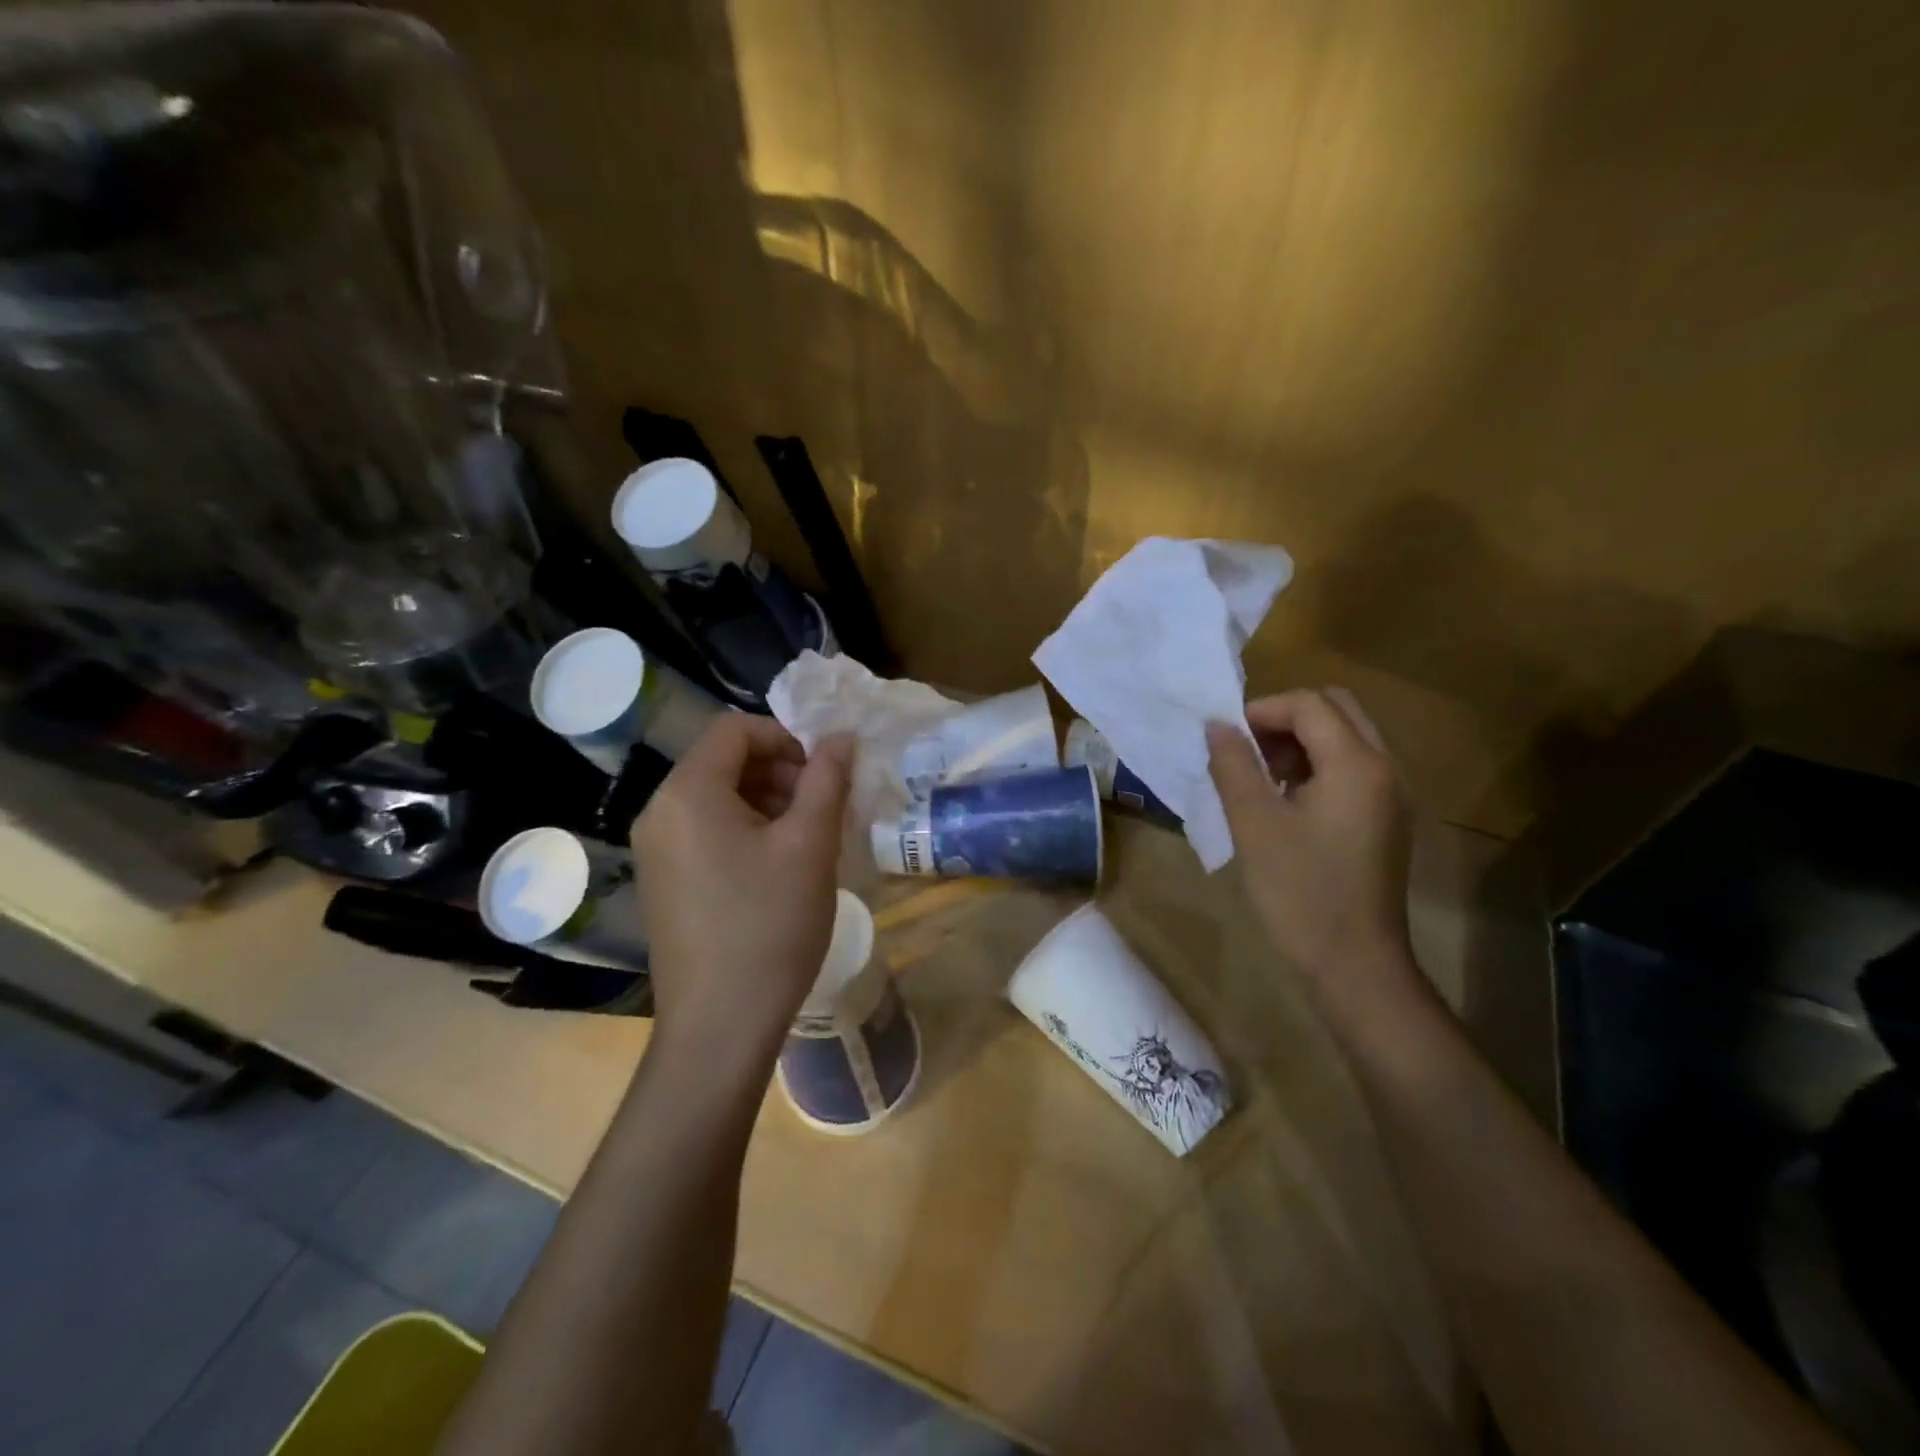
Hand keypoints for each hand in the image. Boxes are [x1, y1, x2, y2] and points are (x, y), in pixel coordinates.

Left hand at [631, 715, 852, 1072]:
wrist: (720, 1025)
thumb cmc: (770, 925)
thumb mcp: (810, 845)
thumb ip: (827, 779)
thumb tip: (841, 737)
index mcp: (688, 792)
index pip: (735, 729)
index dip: (786, 738)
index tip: (823, 773)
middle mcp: (660, 812)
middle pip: (723, 762)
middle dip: (779, 772)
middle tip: (822, 807)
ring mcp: (655, 851)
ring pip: (716, 799)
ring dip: (766, 802)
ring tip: (807, 839)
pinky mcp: (662, 883)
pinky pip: (705, 833)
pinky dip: (745, 832)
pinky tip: (779, 868)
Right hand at [1206, 689, 1419, 1010]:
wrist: (1355, 965)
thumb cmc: (1299, 891)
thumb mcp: (1254, 823)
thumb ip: (1233, 765)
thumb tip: (1217, 725)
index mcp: (1357, 764)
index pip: (1308, 704)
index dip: (1260, 710)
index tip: (1225, 740)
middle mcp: (1385, 769)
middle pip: (1336, 709)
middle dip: (1284, 719)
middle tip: (1246, 753)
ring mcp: (1391, 796)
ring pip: (1346, 738)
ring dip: (1300, 742)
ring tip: (1260, 778)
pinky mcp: (1386, 821)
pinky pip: (1352, 769)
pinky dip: (1317, 767)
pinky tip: (1286, 804)